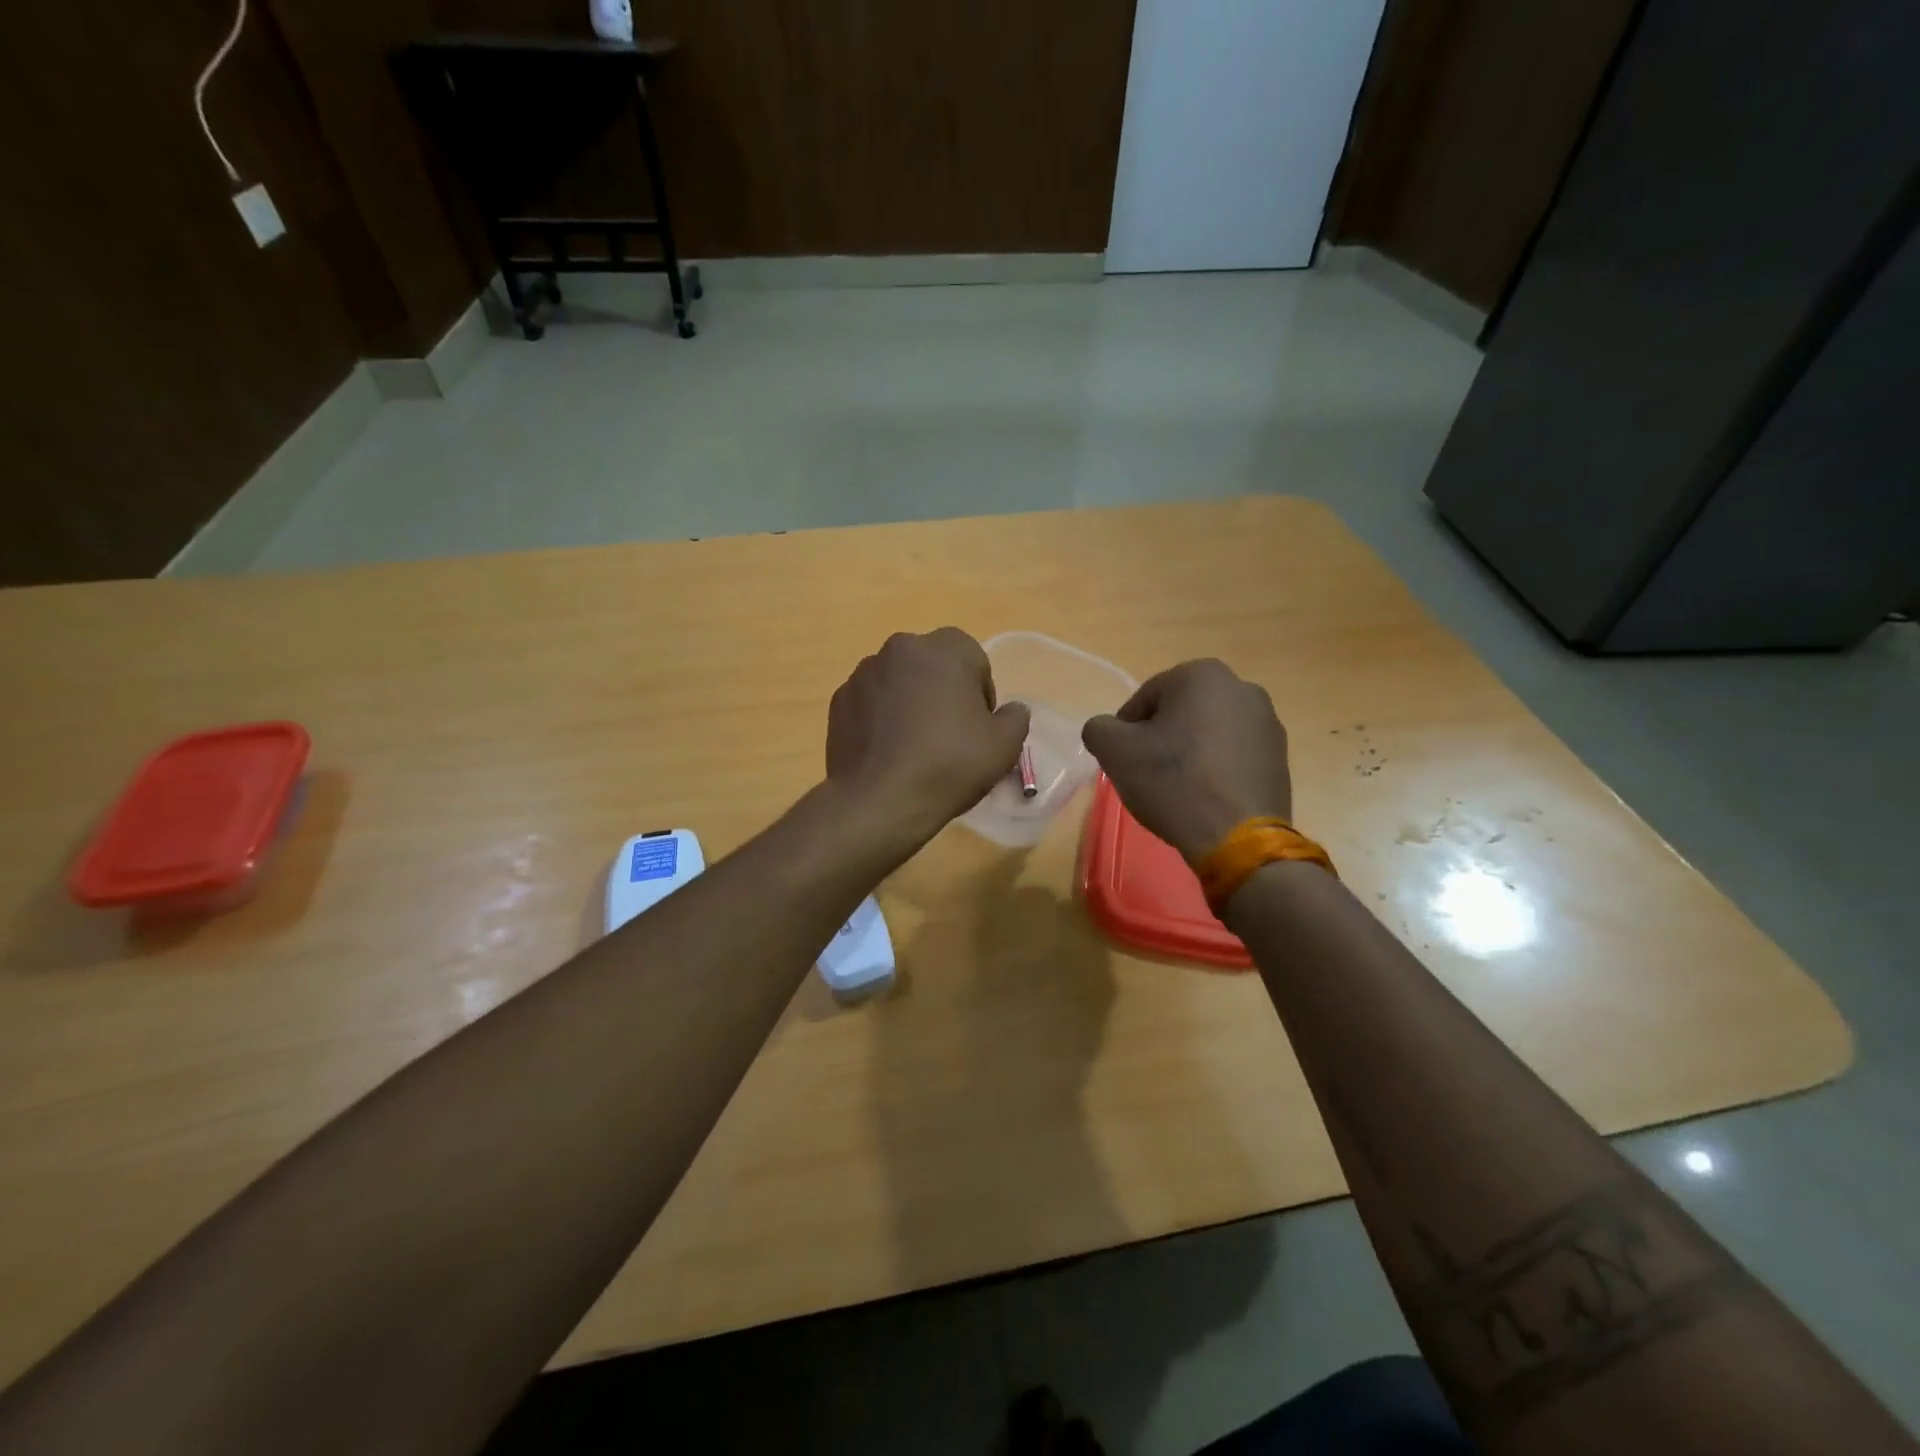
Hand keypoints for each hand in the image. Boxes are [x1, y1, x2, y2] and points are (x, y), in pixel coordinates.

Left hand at [826, 629, 1030, 842]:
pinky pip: (871, 701)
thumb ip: (1015, 717)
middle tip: (949, 735)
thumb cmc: (949, 765)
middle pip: (933, 665)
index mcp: (944, 649)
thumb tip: (1010, 710)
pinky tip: (887, 751)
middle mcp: (901, 648)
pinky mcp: (839, 700)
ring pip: (899, 681)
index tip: (978, 726)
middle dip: (943, 691)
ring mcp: (864, 673)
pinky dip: (881, 717)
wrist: (879, 800)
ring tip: (914, 745)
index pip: (973, 658)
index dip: (980, 693)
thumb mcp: (1004, 746)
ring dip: (910, 701)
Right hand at [1081, 659, 1291, 862]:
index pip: (1144, 700)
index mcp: (1202, 675)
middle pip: (1179, 713)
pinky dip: (1215, 770)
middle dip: (1161, 740)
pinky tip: (1205, 798)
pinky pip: (1233, 756)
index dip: (1127, 732)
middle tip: (1148, 775)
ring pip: (1207, 734)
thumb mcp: (1114, 751)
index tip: (1125, 762)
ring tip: (1178, 790)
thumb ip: (1099, 729)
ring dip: (1188, 754)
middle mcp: (1241, 688)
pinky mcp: (1280, 757)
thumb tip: (1107, 730)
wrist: (1237, 837)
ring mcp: (1267, 723)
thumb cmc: (1173, 782)